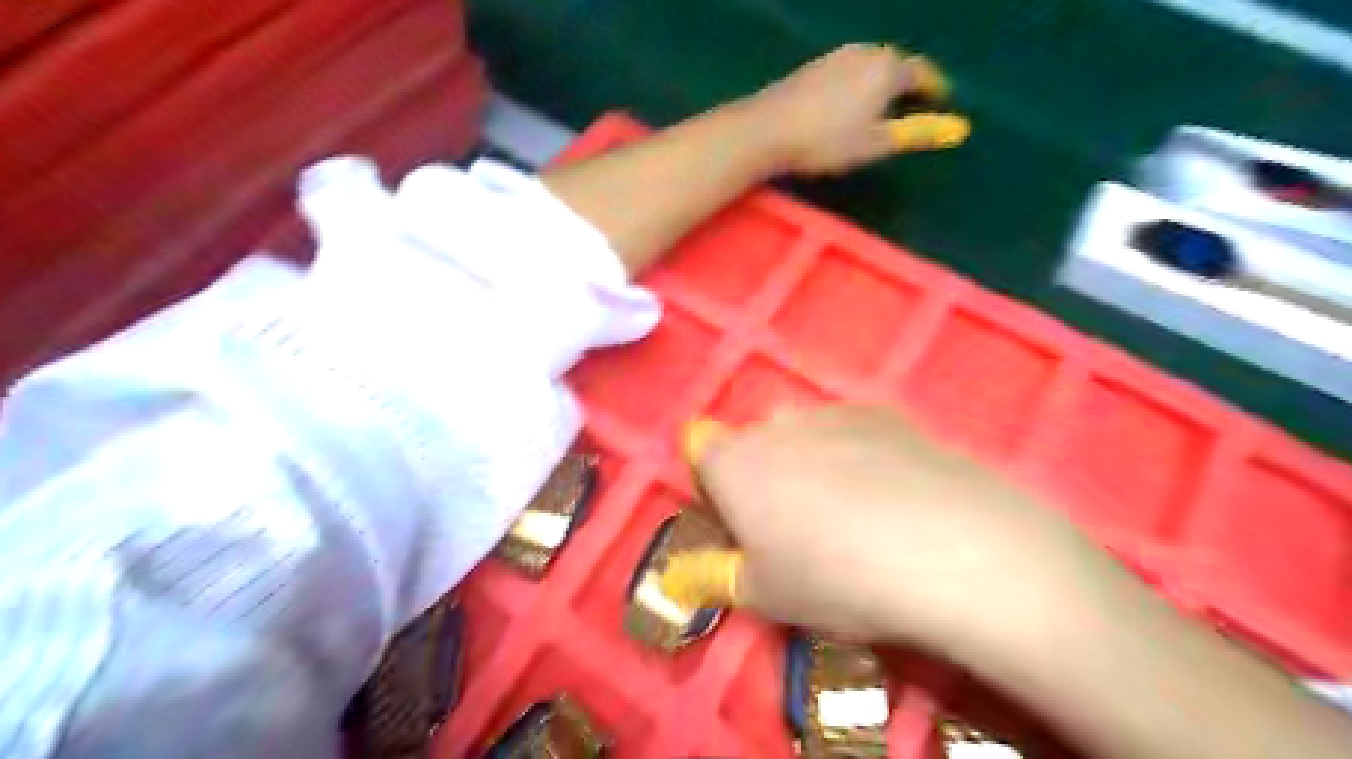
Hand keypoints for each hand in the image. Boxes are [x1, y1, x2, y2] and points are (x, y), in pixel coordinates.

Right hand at [696, 409, 1095, 657]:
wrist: (948, 547)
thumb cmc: (834, 576)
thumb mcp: (763, 595)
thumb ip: (711, 578)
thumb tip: (677, 579)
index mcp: (733, 462)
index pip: (697, 448)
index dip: (712, 483)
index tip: (738, 521)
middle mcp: (775, 424)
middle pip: (752, 441)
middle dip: (761, 474)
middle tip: (794, 526)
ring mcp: (832, 412)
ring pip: (802, 433)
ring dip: (808, 461)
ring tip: (850, 512)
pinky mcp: (884, 413)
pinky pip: (850, 430)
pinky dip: (856, 453)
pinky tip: (891, 494)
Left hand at [751, 44, 973, 175]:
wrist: (768, 129)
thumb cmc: (827, 142)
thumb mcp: (876, 143)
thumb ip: (916, 133)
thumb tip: (959, 128)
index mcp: (888, 69)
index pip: (922, 73)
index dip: (935, 88)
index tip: (941, 101)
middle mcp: (866, 53)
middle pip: (896, 64)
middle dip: (908, 82)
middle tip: (915, 105)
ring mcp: (837, 56)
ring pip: (871, 65)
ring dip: (883, 81)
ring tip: (884, 106)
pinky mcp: (815, 66)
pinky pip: (850, 69)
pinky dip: (860, 83)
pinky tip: (849, 103)